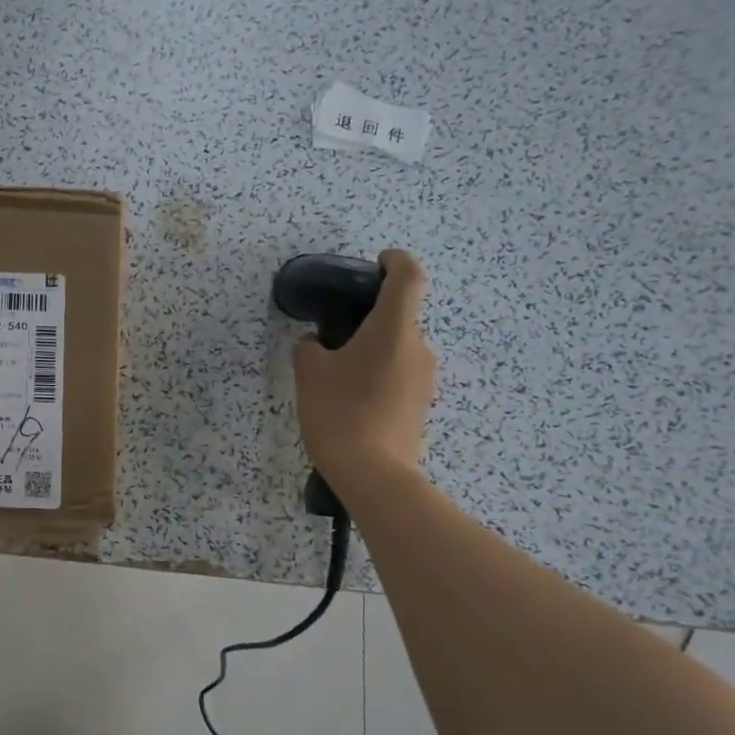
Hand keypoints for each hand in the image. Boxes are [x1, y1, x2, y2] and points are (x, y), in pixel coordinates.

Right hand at [292, 248, 437, 497]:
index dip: (395, 261)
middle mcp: (417, 347)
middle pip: (399, 317)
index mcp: (393, 329)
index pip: (407, 277)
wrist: (373, 473)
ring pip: (397, 348)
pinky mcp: (420, 404)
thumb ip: (310, 348)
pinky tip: (351, 397)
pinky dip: (378, 373)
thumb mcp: (310, 373)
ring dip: (372, 349)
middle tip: (333, 334)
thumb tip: (317, 344)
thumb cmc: (340, 412)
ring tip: (336, 372)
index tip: (377, 263)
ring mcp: (424, 378)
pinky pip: (398, 374)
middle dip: (369, 318)